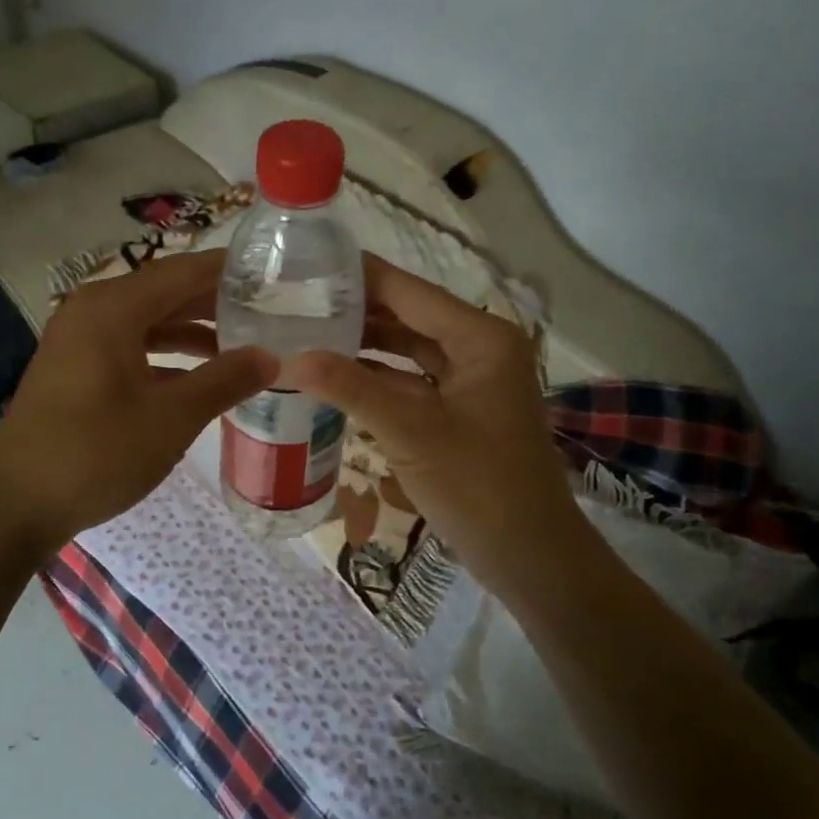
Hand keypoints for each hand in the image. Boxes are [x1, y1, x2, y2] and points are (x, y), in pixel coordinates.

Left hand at [0, 249, 276, 551]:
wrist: (15, 503)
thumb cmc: (95, 454)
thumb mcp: (170, 419)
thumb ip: (224, 381)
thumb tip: (271, 356)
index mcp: (113, 308)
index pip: (184, 271)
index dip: (230, 271)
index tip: (274, 274)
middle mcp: (93, 311)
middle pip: (166, 293)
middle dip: (217, 303)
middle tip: (270, 312)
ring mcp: (80, 340)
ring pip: (149, 322)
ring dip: (193, 333)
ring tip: (244, 345)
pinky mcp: (76, 368)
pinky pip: (131, 347)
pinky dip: (166, 357)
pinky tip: (200, 379)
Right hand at [283, 256, 581, 591]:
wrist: (529, 554)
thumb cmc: (478, 486)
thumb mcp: (410, 432)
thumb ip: (350, 388)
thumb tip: (289, 357)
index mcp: (480, 337)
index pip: (409, 291)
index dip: (359, 276)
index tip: (307, 264)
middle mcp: (479, 347)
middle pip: (408, 315)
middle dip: (356, 310)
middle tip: (296, 301)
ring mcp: (472, 380)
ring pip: (408, 349)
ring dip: (363, 344)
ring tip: (306, 331)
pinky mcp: (461, 409)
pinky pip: (412, 380)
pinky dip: (377, 377)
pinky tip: (335, 376)